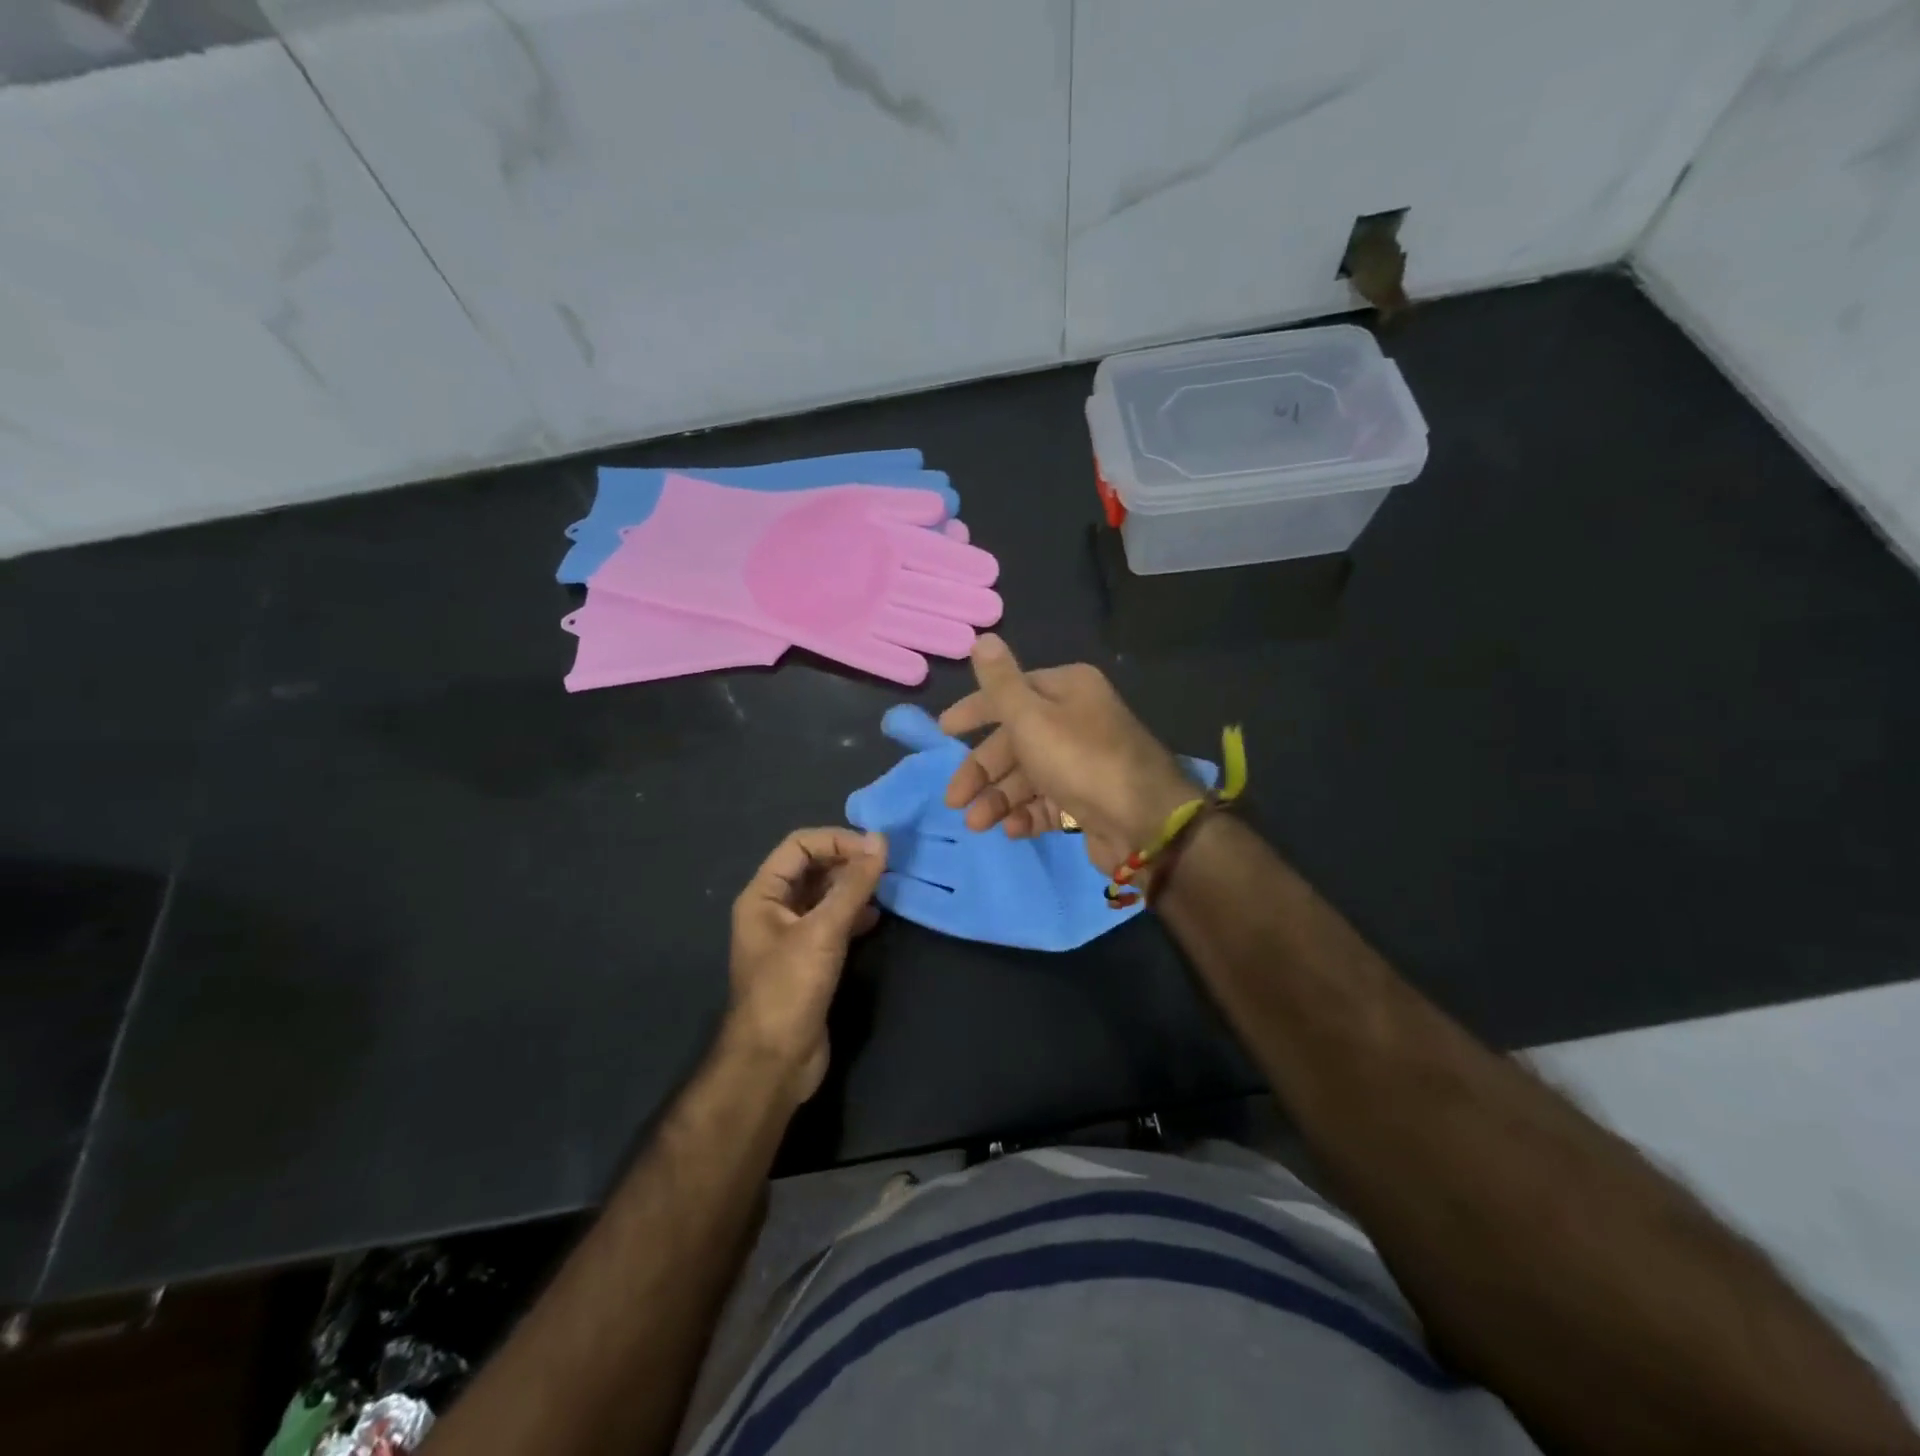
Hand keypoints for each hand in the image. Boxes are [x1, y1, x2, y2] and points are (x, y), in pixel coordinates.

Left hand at [726, 827, 886, 1102]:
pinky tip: (876, 918)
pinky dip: (854, 914)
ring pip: (824, 895)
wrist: (774, 1062)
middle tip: (885, 866)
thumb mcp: (823, 931)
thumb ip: (852, 885)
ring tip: (885, 887)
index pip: (799, 846)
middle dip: (846, 861)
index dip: (836, 840)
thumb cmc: (790, 989)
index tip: (874, 850)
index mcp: (762, 895)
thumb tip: (880, 840)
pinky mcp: (808, 960)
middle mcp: (773, 910)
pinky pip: (832, 923)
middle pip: (812, 868)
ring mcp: (790, 936)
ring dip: (853, 887)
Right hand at [939, 635, 1196, 874]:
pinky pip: (1047, 801)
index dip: (973, 712)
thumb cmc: (1080, 760)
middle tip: (954, 800)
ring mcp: (1082, 761)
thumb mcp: (1031, 717)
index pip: (1008, 694)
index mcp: (1066, 690)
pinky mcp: (1087, 798)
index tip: (943, 732)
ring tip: (978, 824)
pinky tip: (1012, 831)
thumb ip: (1000, 683)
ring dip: (999, 799)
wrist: (1144, 821)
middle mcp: (1075, 719)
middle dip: (982, 771)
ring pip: (1027, 775)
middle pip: (1014, 741)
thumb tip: (982, 637)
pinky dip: (1026, 814)